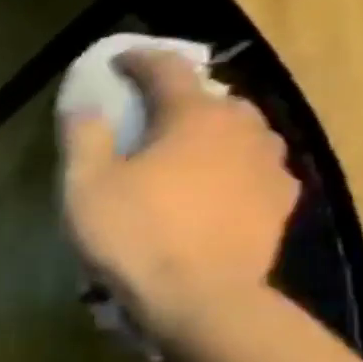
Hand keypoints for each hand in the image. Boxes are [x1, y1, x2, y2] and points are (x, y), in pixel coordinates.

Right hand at [62, 48, 299, 339]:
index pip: (168, 70)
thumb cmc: (135, 236)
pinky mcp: (279, 203)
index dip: (140, 60)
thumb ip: (83, 137)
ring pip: (240, 132)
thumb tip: (84, 103)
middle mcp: (242, 129)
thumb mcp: (86, 186)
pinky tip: (214, 188)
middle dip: (180, 99)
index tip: (119, 61)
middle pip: (212, 98)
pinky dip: (231, 167)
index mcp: (194, 117)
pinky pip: (254, 168)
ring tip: (184, 153)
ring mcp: (269, 166)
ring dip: (211, 133)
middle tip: (149, 116)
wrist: (201, 300)